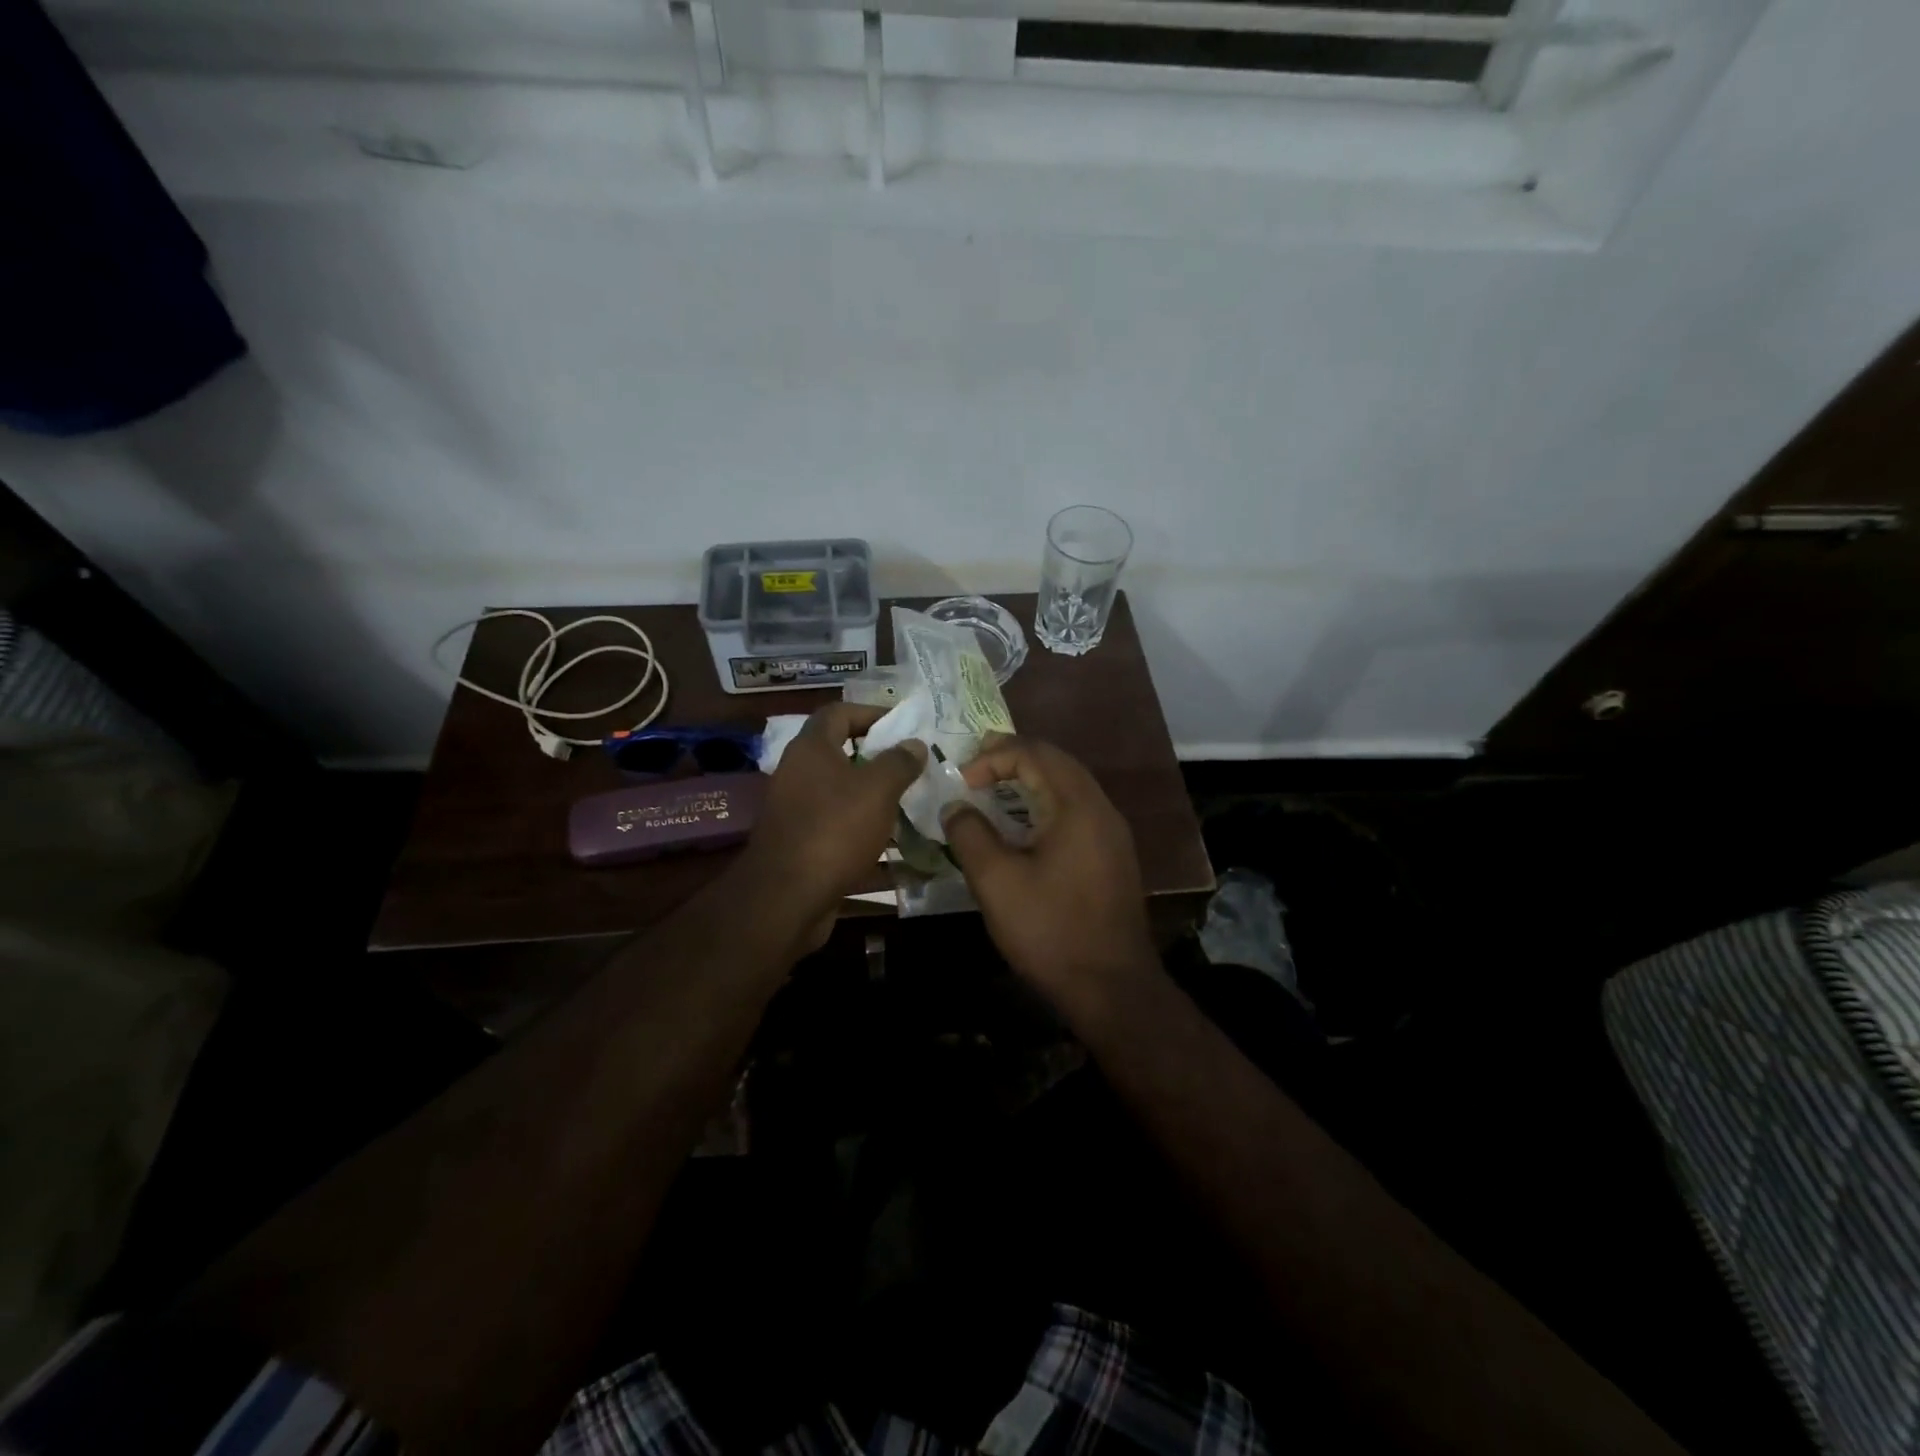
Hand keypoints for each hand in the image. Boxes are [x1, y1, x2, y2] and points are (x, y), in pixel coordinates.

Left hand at [736, 702, 925, 947]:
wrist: (786, 898)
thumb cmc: (834, 829)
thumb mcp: (878, 789)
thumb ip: (899, 762)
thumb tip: (914, 744)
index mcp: (811, 749)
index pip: (839, 713)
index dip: (871, 712)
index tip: (903, 725)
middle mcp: (798, 774)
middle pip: (840, 754)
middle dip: (878, 759)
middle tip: (913, 767)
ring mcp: (797, 811)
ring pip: (842, 795)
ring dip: (874, 799)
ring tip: (911, 806)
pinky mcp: (801, 845)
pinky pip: (839, 830)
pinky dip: (866, 834)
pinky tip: (897, 850)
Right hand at [942, 735, 1158, 1011]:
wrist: (1112, 987)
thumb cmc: (1050, 930)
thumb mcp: (996, 882)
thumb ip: (970, 835)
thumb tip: (956, 807)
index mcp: (1078, 806)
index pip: (1035, 754)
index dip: (994, 756)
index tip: (963, 779)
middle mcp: (1102, 810)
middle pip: (1057, 763)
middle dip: (1014, 758)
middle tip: (976, 768)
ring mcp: (1112, 834)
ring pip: (1070, 786)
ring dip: (1031, 780)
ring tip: (995, 789)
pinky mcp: (1113, 857)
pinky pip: (1077, 811)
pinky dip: (1046, 804)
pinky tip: (1024, 826)